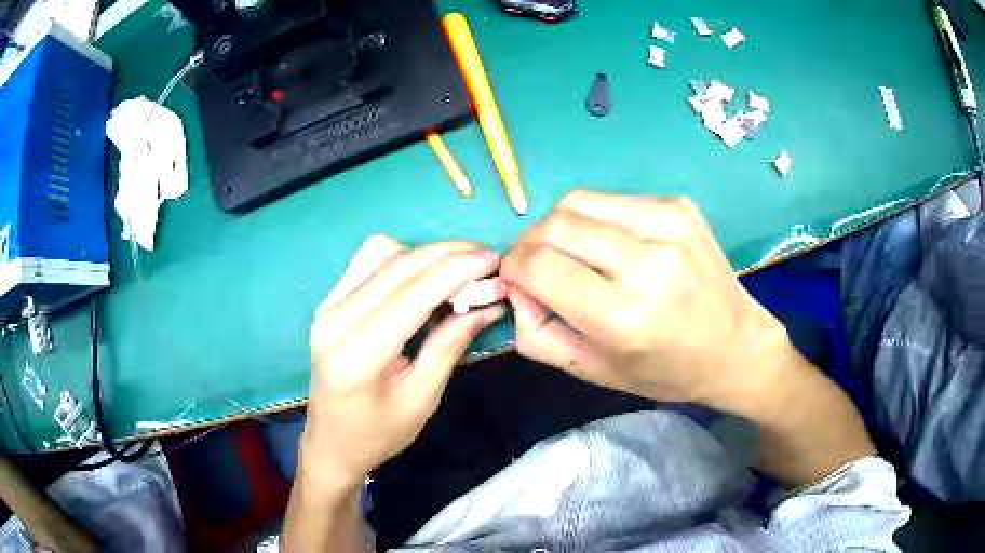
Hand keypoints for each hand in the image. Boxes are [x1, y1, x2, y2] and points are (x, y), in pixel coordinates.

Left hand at [301, 235, 504, 490]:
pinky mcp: (328, 302)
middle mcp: (335, 319)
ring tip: (457, 270)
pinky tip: (422, 277)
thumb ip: (450, 345)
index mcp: (358, 352)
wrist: (332, 443)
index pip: (412, 292)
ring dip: (424, 254)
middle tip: (485, 262)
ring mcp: (327, 306)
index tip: (493, 260)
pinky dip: (401, 259)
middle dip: (447, 255)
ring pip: (380, 252)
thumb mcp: (423, 399)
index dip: (457, 269)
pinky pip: (367, 262)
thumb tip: (488, 303)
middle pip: (397, 264)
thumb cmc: (379, 433)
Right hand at [501, 191, 794, 414]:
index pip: (539, 266)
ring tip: (574, 253)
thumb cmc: (665, 369)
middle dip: (530, 243)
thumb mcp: (593, 371)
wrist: (736, 345)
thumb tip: (516, 288)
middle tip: (537, 264)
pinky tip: (612, 245)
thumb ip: (537, 334)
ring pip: (578, 202)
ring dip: (561, 226)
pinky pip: (612, 200)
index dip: (514, 267)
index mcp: (624, 316)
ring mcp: (668, 225)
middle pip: (555, 225)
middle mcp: (648, 263)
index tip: (516, 278)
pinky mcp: (679, 207)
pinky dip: (596, 219)